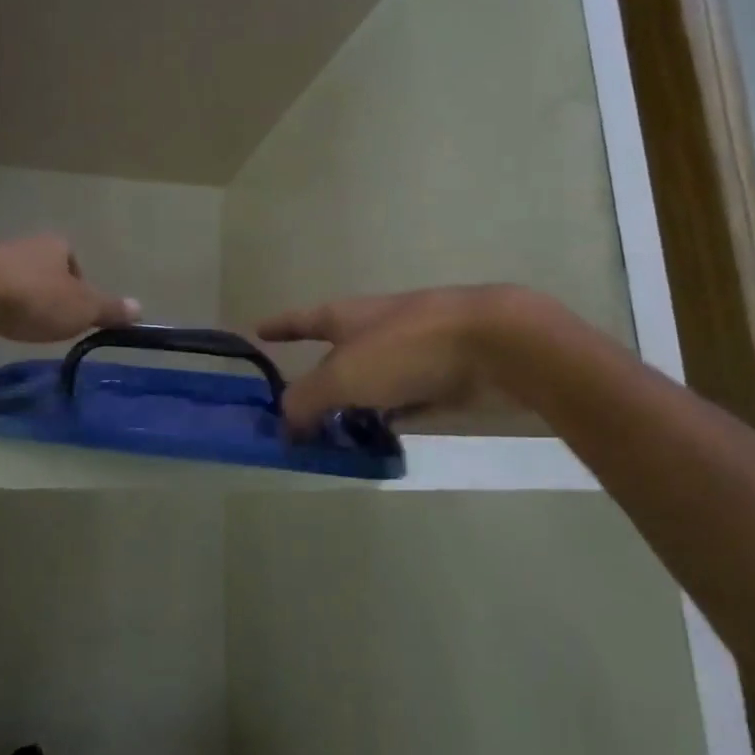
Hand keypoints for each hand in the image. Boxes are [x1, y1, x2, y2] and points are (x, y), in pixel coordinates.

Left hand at [0, 235, 139, 342]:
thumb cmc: (34, 298)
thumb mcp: (81, 309)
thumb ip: (109, 309)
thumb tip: (140, 308)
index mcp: (56, 244)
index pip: (73, 261)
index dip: (78, 285)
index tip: (75, 311)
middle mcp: (25, 243)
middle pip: (43, 268)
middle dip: (47, 291)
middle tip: (49, 320)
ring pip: (14, 277)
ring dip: (18, 297)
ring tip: (20, 323)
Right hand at [257, 285, 527, 431]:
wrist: (497, 345)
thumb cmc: (408, 349)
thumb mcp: (345, 376)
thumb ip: (307, 398)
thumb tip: (283, 421)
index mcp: (349, 317)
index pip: (303, 320)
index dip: (280, 326)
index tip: (257, 331)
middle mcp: (378, 331)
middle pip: (338, 356)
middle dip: (318, 379)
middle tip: (297, 413)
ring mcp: (414, 354)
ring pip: (373, 381)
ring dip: (355, 403)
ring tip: (334, 435)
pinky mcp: (446, 379)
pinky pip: (406, 401)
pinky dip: (390, 416)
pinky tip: (382, 437)